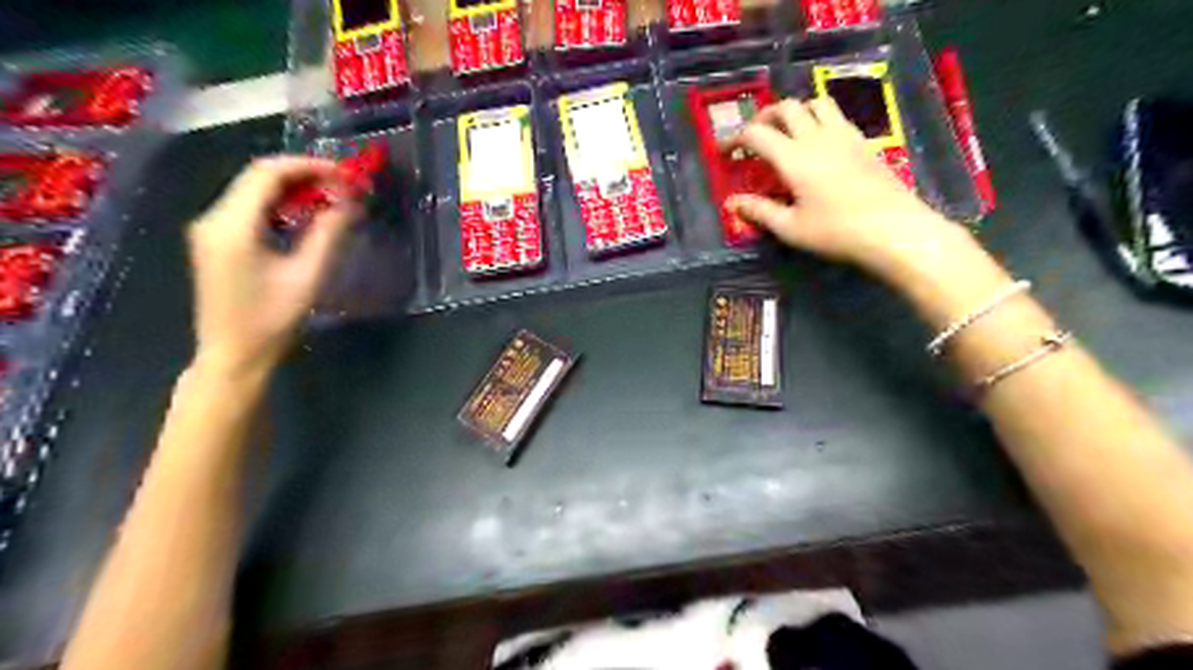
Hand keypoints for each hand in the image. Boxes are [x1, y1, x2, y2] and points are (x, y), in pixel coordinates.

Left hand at [185, 156, 356, 377]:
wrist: (233, 355)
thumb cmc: (271, 320)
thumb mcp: (308, 276)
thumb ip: (328, 234)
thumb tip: (349, 203)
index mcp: (232, 225)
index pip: (268, 173)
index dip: (309, 166)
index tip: (345, 175)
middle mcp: (213, 218)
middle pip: (259, 177)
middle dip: (304, 175)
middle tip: (344, 186)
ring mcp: (210, 229)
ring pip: (254, 191)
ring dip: (294, 189)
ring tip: (332, 199)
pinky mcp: (215, 241)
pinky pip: (249, 208)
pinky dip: (281, 204)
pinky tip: (306, 217)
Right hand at [728, 94, 967, 275]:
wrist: (894, 229)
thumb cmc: (836, 231)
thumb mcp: (790, 228)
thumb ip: (759, 211)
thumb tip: (732, 202)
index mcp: (794, 157)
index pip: (756, 134)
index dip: (735, 138)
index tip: (725, 151)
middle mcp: (817, 136)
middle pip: (786, 107)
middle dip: (764, 117)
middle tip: (755, 137)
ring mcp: (844, 135)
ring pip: (815, 103)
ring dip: (795, 111)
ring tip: (787, 132)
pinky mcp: (863, 142)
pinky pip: (836, 116)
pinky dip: (819, 119)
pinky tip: (818, 143)